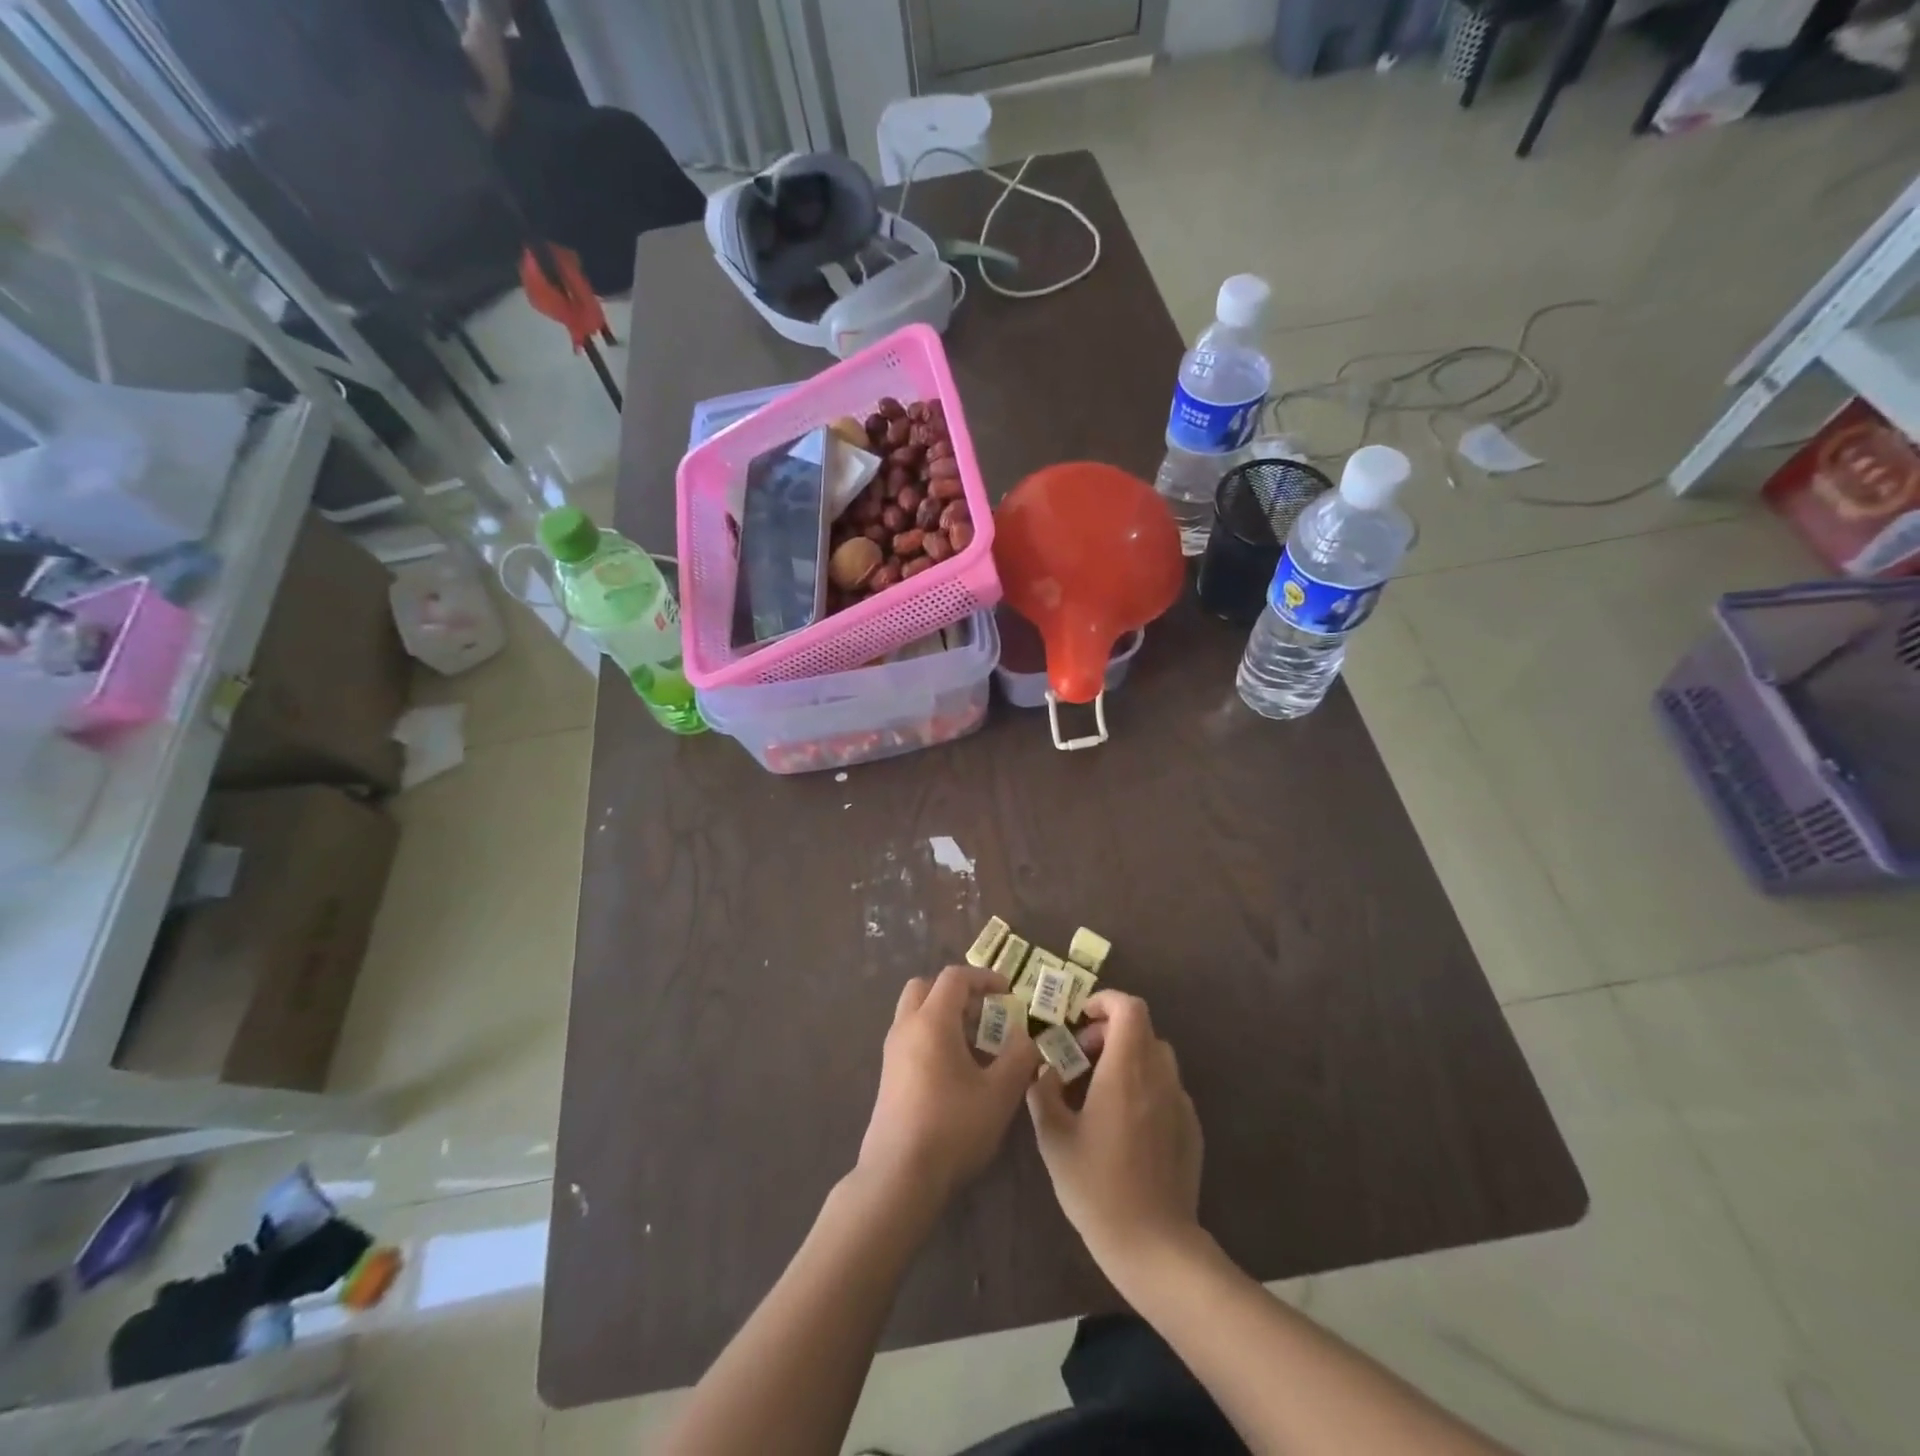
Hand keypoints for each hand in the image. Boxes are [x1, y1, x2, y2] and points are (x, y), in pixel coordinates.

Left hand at [858, 965, 1041, 1208]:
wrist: (899, 1175)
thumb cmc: (953, 1126)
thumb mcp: (999, 1093)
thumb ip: (1019, 1056)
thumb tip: (1027, 1035)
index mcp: (932, 1020)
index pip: (955, 978)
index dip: (984, 978)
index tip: (1008, 992)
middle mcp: (906, 1027)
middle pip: (927, 987)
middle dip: (958, 991)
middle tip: (986, 1012)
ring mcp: (892, 1051)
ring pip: (916, 1012)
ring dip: (945, 1014)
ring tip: (977, 1044)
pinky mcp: (888, 1075)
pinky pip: (911, 1036)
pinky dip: (934, 1036)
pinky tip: (957, 1070)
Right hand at [1027, 990, 1203, 1282]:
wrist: (1154, 1246)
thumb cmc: (1096, 1187)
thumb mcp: (1053, 1138)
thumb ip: (1044, 1092)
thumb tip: (1045, 1070)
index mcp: (1126, 1071)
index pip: (1129, 1008)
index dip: (1105, 1002)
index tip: (1080, 1020)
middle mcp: (1159, 1077)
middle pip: (1141, 1028)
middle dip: (1109, 1032)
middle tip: (1081, 1060)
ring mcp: (1180, 1102)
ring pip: (1156, 1056)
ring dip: (1128, 1057)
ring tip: (1100, 1089)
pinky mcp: (1191, 1127)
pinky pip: (1166, 1087)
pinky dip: (1144, 1085)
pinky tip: (1125, 1123)